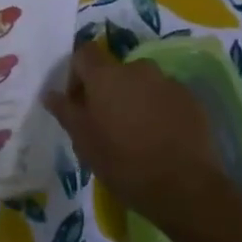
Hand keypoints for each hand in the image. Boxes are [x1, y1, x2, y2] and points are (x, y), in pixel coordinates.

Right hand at [44, 43, 230, 241]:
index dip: (77, 73)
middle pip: (115, 70)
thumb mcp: (84, 141)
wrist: (186, 188)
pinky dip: (159, 110)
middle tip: (107, 122)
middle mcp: (137, 69)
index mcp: (106, 75)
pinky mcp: (191, 100)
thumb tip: (50, 93)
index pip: (84, 53)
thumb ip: (65, 111)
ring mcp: (168, 82)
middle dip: (108, 90)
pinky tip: (160, 139)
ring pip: (142, 84)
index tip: (77, 101)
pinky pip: (166, 97)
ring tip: (137, 132)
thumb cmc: (124, 162)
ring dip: (135, 99)